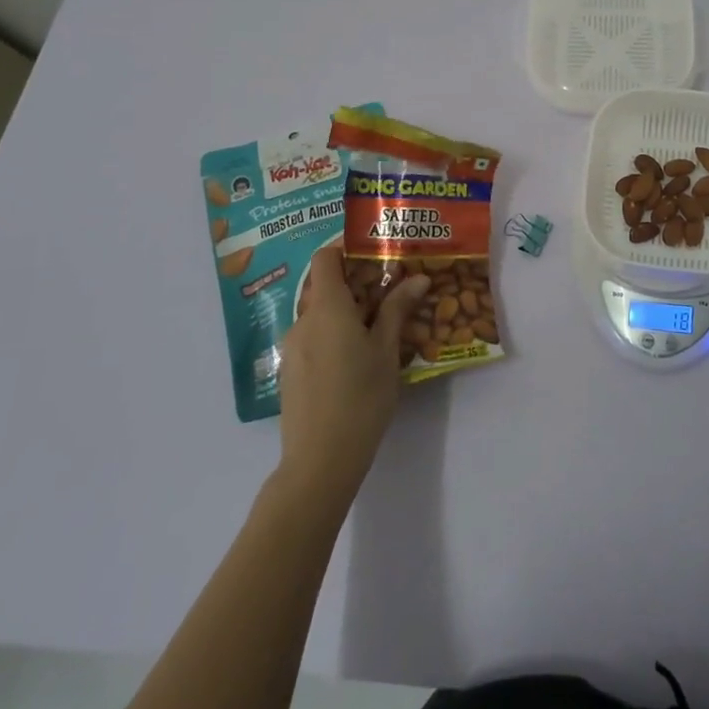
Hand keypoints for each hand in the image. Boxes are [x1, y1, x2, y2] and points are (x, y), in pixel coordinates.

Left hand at [277, 247, 429, 501]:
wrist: (320, 459)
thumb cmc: (361, 397)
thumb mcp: (386, 350)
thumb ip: (397, 309)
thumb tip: (417, 278)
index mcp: (326, 308)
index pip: (325, 258)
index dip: (346, 248)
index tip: (376, 252)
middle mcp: (303, 320)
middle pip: (324, 285)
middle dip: (356, 282)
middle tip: (391, 289)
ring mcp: (293, 347)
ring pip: (319, 313)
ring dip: (346, 310)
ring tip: (380, 325)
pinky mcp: (291, 371)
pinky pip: (313, 337)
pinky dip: (334, 333)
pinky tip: (358, 356)